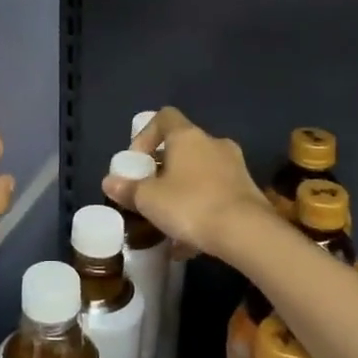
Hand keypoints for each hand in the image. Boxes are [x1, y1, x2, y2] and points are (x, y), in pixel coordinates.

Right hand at [103, 107, 277, 257]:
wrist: (247, 233)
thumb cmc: (190, 205)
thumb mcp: (149, 200)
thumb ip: (128, 189)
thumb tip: (109, 182)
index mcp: (187, 136)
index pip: (164, 117)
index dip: (146, 135)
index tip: (137, 161)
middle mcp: (213, 143)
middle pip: (183, 146)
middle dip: (164, 168)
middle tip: (150, 191)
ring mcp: (235, 167)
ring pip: (201, 172)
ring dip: (183, 190)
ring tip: (168, 219)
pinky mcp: (248, 192)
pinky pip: (216, 194)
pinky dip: (201, 209)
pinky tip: (189, 241)